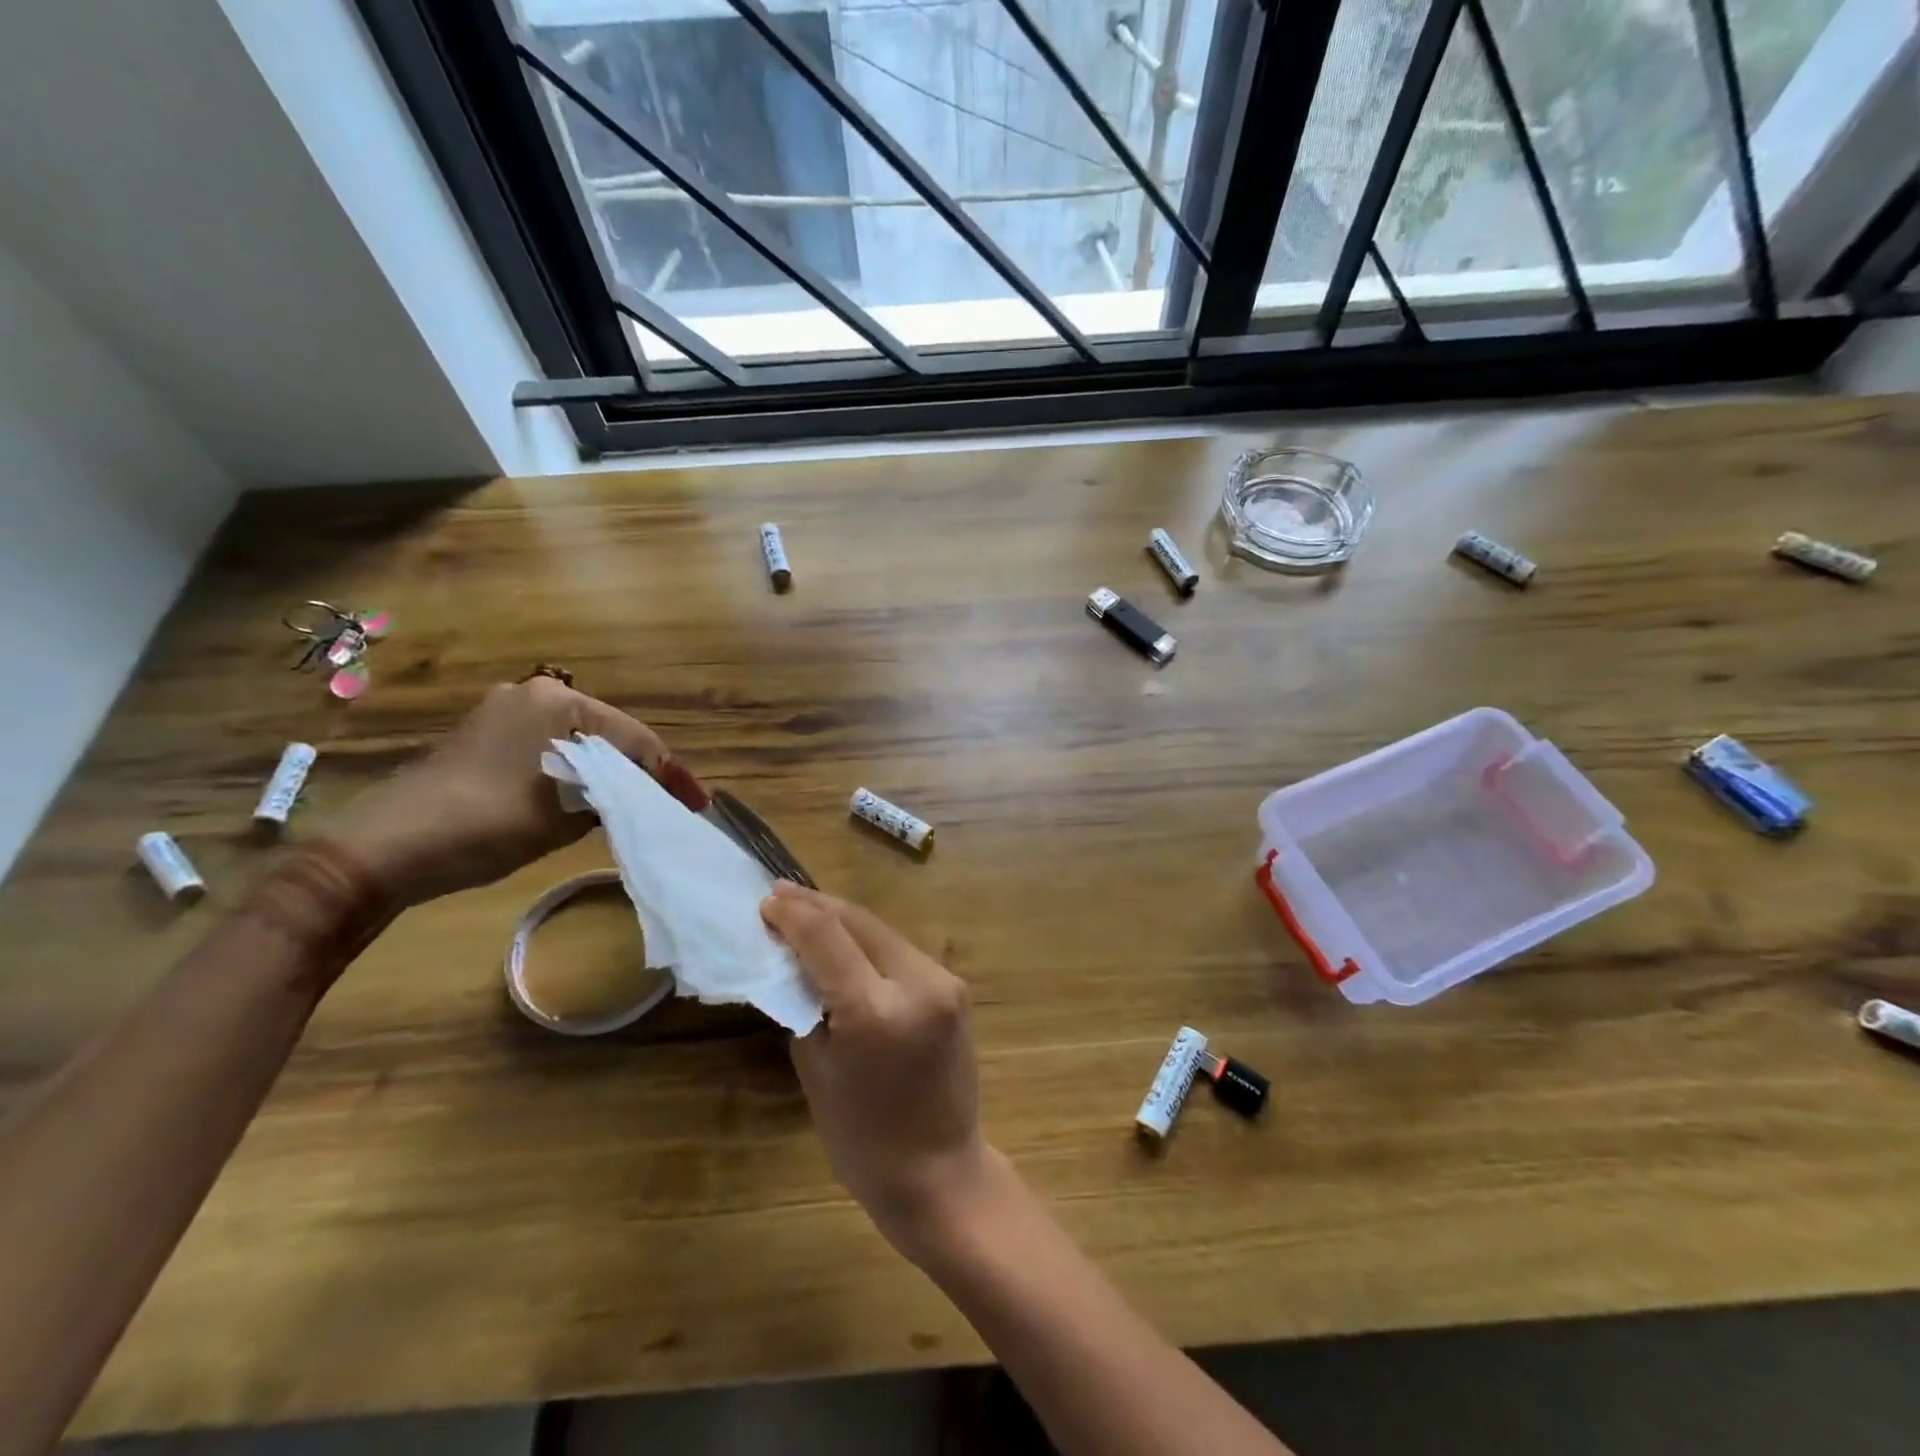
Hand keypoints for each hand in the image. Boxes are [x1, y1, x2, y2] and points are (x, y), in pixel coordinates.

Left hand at [326, 677, 696, 906]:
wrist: (390, 846)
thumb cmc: (491, 822)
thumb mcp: (568, 814)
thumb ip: (614, 795)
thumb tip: (640, 795)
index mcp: (559, 701)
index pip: (634, 738)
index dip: (669, 774)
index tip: (695, 804)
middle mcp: (533, 694)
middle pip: (608, 735)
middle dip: (638, 770)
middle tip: (667, 804)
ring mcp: (504, 712)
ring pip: (577, 742)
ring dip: (605, 772)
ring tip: (633, 804)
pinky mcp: (483, 736)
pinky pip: (547, 750)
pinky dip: (572, 773)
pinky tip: (585, 798)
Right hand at [760, 882, 992, 1260]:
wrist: (940, 1172)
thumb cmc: (863, 1139)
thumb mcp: (815, 1068)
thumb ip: (805, 1003)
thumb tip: (792, 957)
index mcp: (875, 1010)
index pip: (826, 937)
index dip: (792, 914)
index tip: (765, 901)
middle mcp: (918, 982)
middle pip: (859, 922)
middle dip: (817, 906)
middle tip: (780, 895)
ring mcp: (944, 981)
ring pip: (882, 931)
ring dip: (843, 919)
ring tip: (806, 910)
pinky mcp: (954, 987)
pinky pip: (901, 951)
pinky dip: (869, 942)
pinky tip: (845, 940)